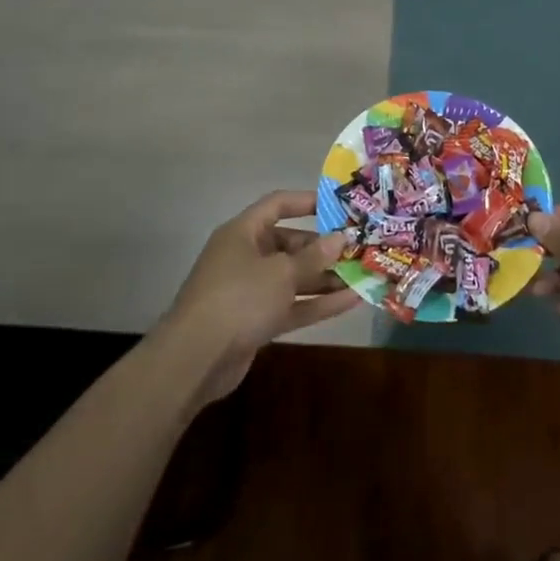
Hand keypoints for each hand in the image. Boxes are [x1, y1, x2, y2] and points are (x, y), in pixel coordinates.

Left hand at [160, 190, 358, 402]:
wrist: (196, 359)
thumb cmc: (239, 298)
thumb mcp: (281, 272)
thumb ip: (314, 256)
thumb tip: (340, 238)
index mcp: (243, 232)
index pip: (277, 205)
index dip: (307, 202)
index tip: (338, 206)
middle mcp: (246, 256)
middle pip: (289, 244)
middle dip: (323, 248)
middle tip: (358, 248)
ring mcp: (251, 291)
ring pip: (294, 278)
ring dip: (326, 278)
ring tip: (363, 275)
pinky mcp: (256, 321)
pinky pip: (292, 305)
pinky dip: (318, 304)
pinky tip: (351, 302)